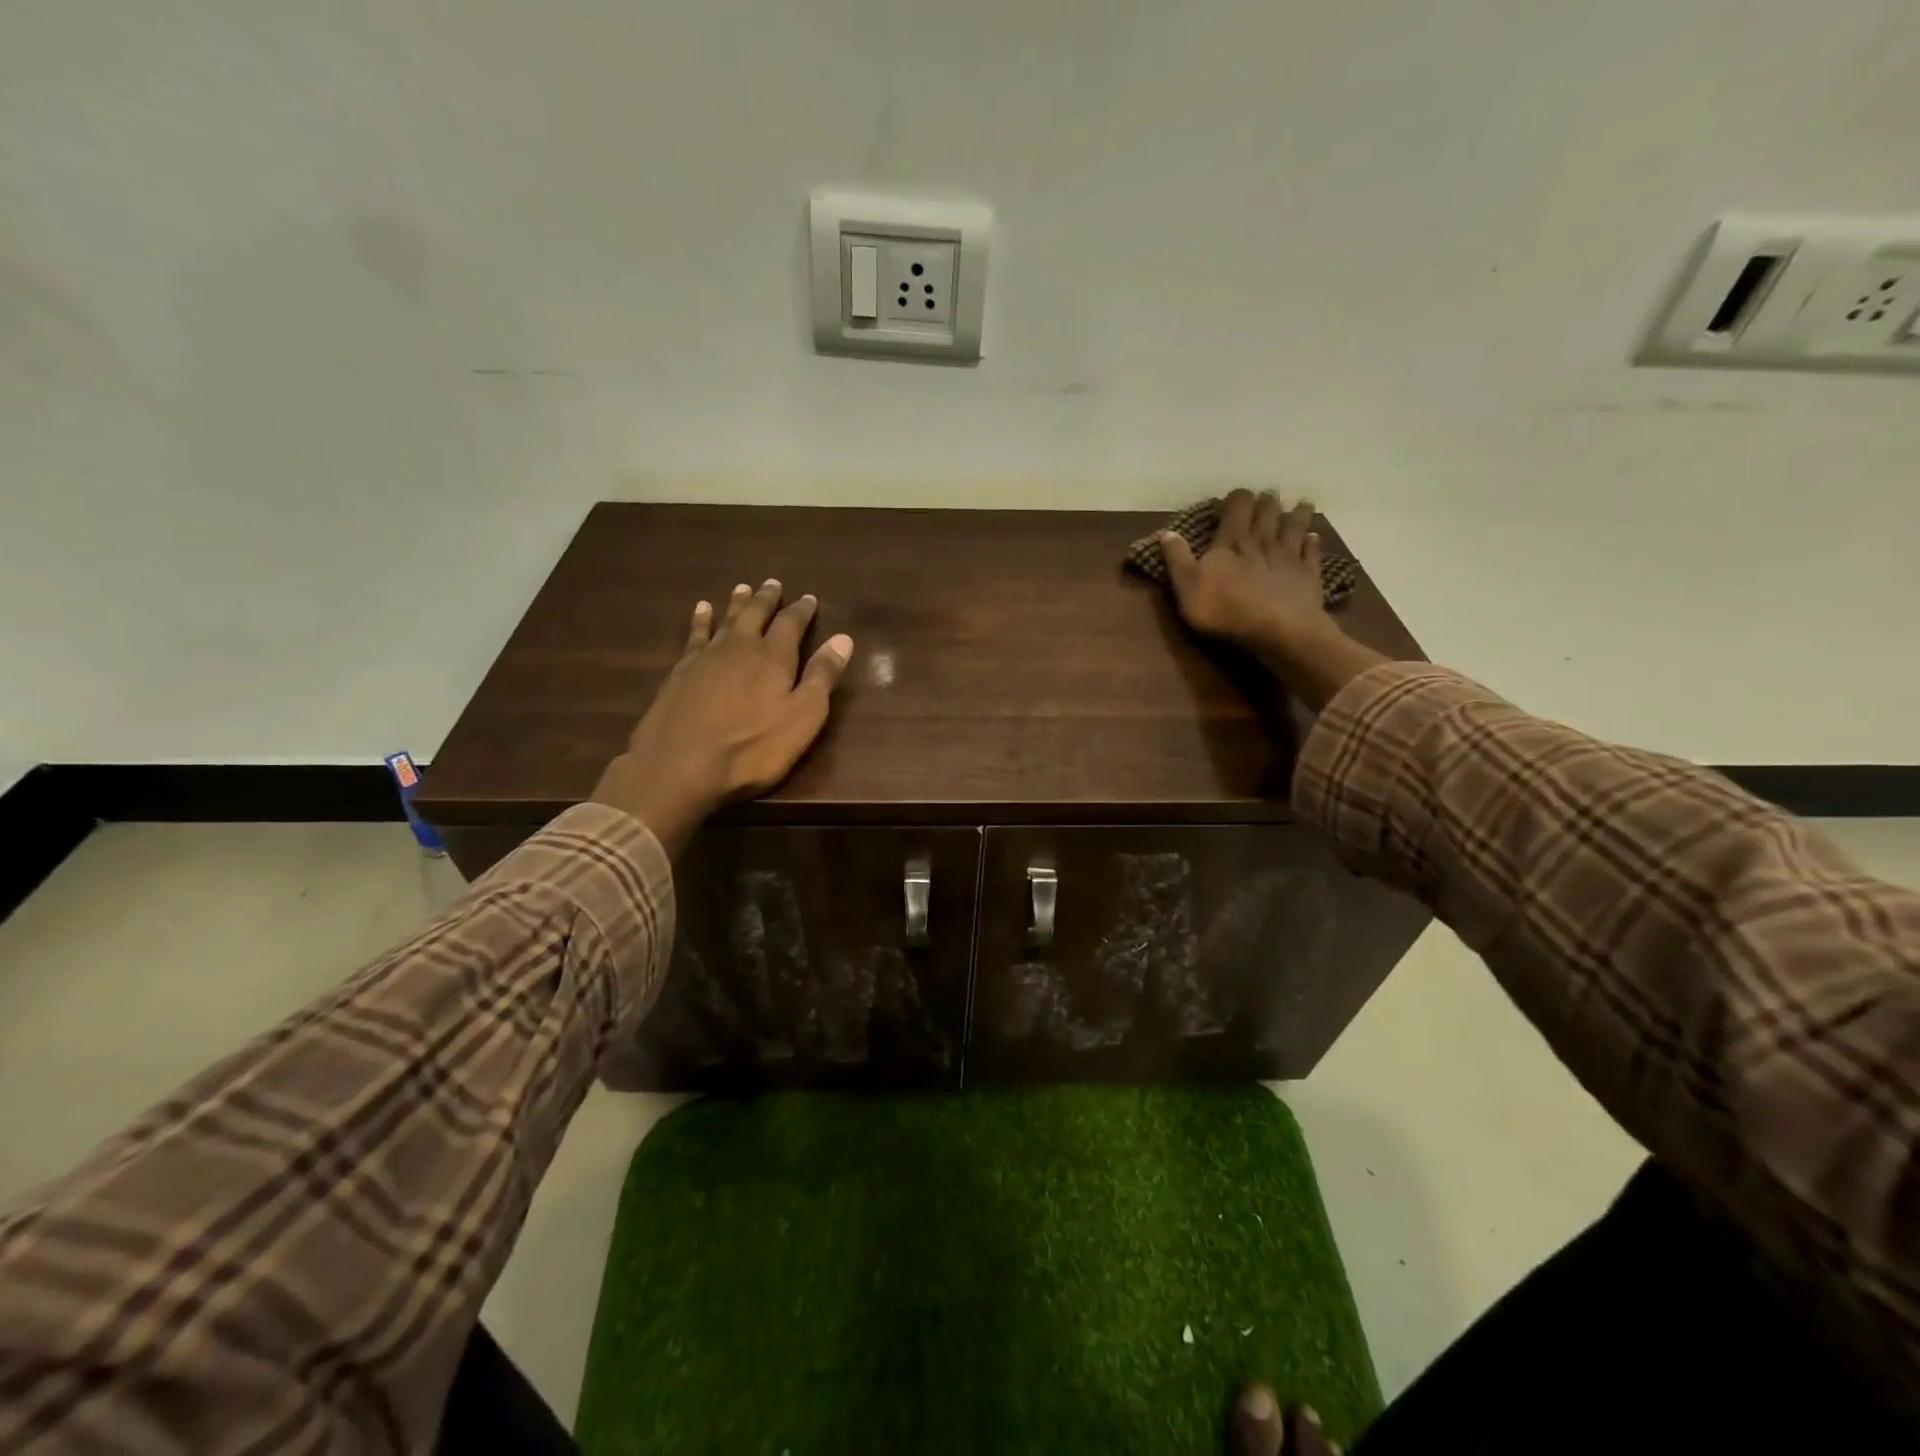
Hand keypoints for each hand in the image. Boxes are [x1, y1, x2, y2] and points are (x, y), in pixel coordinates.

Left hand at [591, 580, 853, 853]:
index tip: (809, 598)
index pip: (791, 624)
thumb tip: (843, 638)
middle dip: (767, 599)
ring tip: (742, 587)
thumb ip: (822, 676)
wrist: (681, 764)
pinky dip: (701, 620)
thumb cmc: (753, 747)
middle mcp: (740, 647)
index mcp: (774, 657)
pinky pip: (695, 635)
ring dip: (736, 604)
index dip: (801, 610)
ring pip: (726, 620)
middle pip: (756, 614)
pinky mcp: (680, 672)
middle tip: (773, 583)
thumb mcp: (803, 717)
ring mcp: (706, 657)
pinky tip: (701, 611)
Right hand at [1158, 489, 1336, 660]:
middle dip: (1266, 502)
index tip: (1236, 496)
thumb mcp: (1187, 586)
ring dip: (1296, 514)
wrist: (1276, 629)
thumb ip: (1177, 558)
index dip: (1237, 499)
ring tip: (1300, 504)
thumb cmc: (1225, 608)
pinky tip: (1314, 538)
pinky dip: (1313, 543)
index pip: (1236, 508)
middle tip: (1267, 496)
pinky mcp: (1308, 575)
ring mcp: (1289, 557)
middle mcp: (1262, 541)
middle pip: (1267, 512)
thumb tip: (1166, 533)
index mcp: (1231, 541)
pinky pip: (1312, 552)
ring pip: (1295, 526)